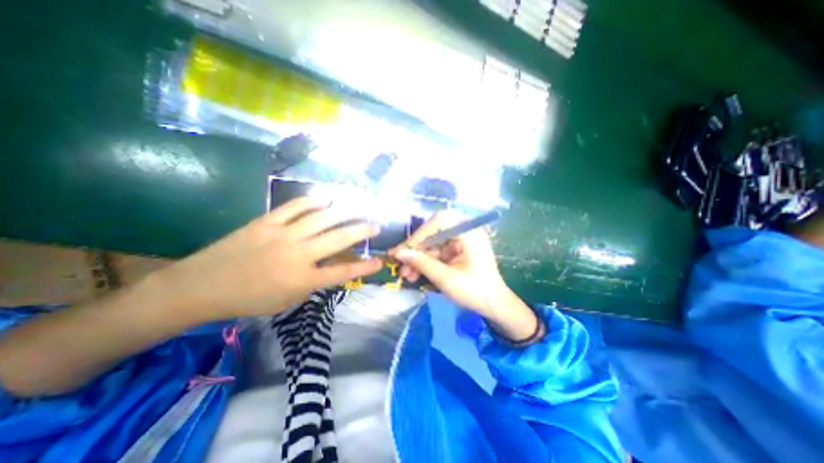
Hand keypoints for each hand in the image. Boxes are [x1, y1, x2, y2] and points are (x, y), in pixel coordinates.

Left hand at [156, 197, 384, 324]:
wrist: (201, 285)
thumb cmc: (248, 299)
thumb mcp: (287, 300)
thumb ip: (311, 283)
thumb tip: (328, 267)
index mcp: (303, 279)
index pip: (342, 272)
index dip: (364, 267)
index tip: (379, 261)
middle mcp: (298, 254)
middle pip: (338, 238)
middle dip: (362, 231)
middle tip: (375, 226)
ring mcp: (283, 234)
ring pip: (321, 218)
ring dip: (343, 212)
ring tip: (356, 209)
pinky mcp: (267, 222)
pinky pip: (295, 207)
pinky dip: (313, 201)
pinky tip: (325, 199)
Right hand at [391, 211, 541, 339]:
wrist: (494, 305)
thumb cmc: (475, 292)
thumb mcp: (447, 279)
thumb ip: (423, 264)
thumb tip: (399, 253)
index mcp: (469, 233)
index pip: (439, 222)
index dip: (419, 235)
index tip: (403, 251)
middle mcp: (465, 231)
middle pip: (433, 232)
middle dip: (416, 249)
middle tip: (400, 263)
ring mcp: (460, 241)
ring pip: (432, 244)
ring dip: (418, 258)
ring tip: (406, 274)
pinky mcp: (456, 250)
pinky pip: (436, 252)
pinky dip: (425, 262)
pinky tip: (415, 274)